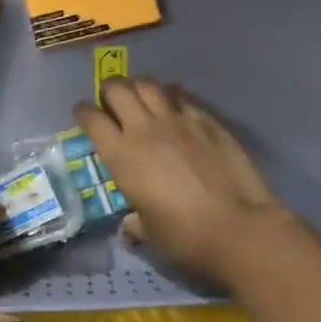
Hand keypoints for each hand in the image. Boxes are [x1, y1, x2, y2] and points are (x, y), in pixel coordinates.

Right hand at [74, 78, 285, 285]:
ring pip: (150, 85)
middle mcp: (144, 129)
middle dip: (109, 89)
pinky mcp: (208, 121)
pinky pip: (182, 97)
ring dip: (139, 86)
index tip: (82, 112)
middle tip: (110, 98)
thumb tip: (129, 226)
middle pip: (118, 90)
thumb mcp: (150, 232)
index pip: (92, 120)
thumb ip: (135, 222)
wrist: (238, 227)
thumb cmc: (185, 236)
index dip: (83, 112)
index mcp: (121, 156)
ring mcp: (178, 121)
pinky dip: (172, 95)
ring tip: (139, 94)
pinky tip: (174, 103)